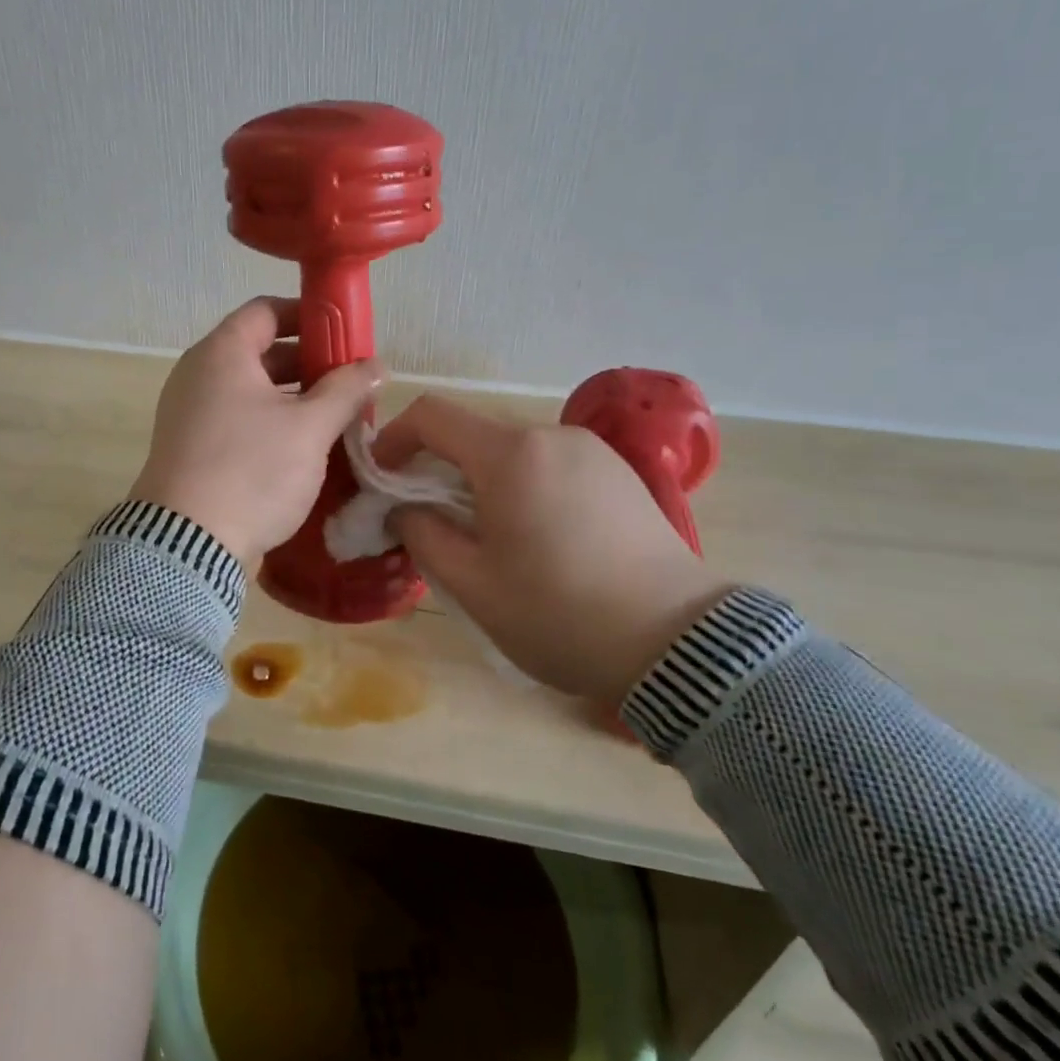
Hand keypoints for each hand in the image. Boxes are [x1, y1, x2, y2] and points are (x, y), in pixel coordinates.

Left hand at [130, 298, 380, 566]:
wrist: (186, 545)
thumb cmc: (251, 470)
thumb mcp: (309, 428)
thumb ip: (346, 390)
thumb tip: (376, 365)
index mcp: (222, 353)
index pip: (266, 310)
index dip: (308, 315)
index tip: (343, 334)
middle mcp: (198, 374)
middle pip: (259, 351)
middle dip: (307, 363)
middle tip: (348, 382)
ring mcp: (189, 412)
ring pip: (250, 390)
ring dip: (292, 398)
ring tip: (334, 418)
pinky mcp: (190, 448)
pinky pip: (236, 419)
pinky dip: (269, 423)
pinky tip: (301, 448)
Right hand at [374, 394, 731, 702]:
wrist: (678, 645)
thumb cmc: (560, 614)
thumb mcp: (472, 584)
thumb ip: (422, 534)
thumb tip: (403, 508)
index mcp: (510, 454)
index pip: (431, 415)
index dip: (393, 438)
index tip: (382, 479)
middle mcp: (551, 435)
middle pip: (473, 433)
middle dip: (437, 468)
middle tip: (429, 520)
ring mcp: (591, 450)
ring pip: (512, 450)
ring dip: (481, 479)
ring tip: (485, 535)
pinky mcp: (618, 472)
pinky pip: (550, 463)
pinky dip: (522, 484)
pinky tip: (536, 535)